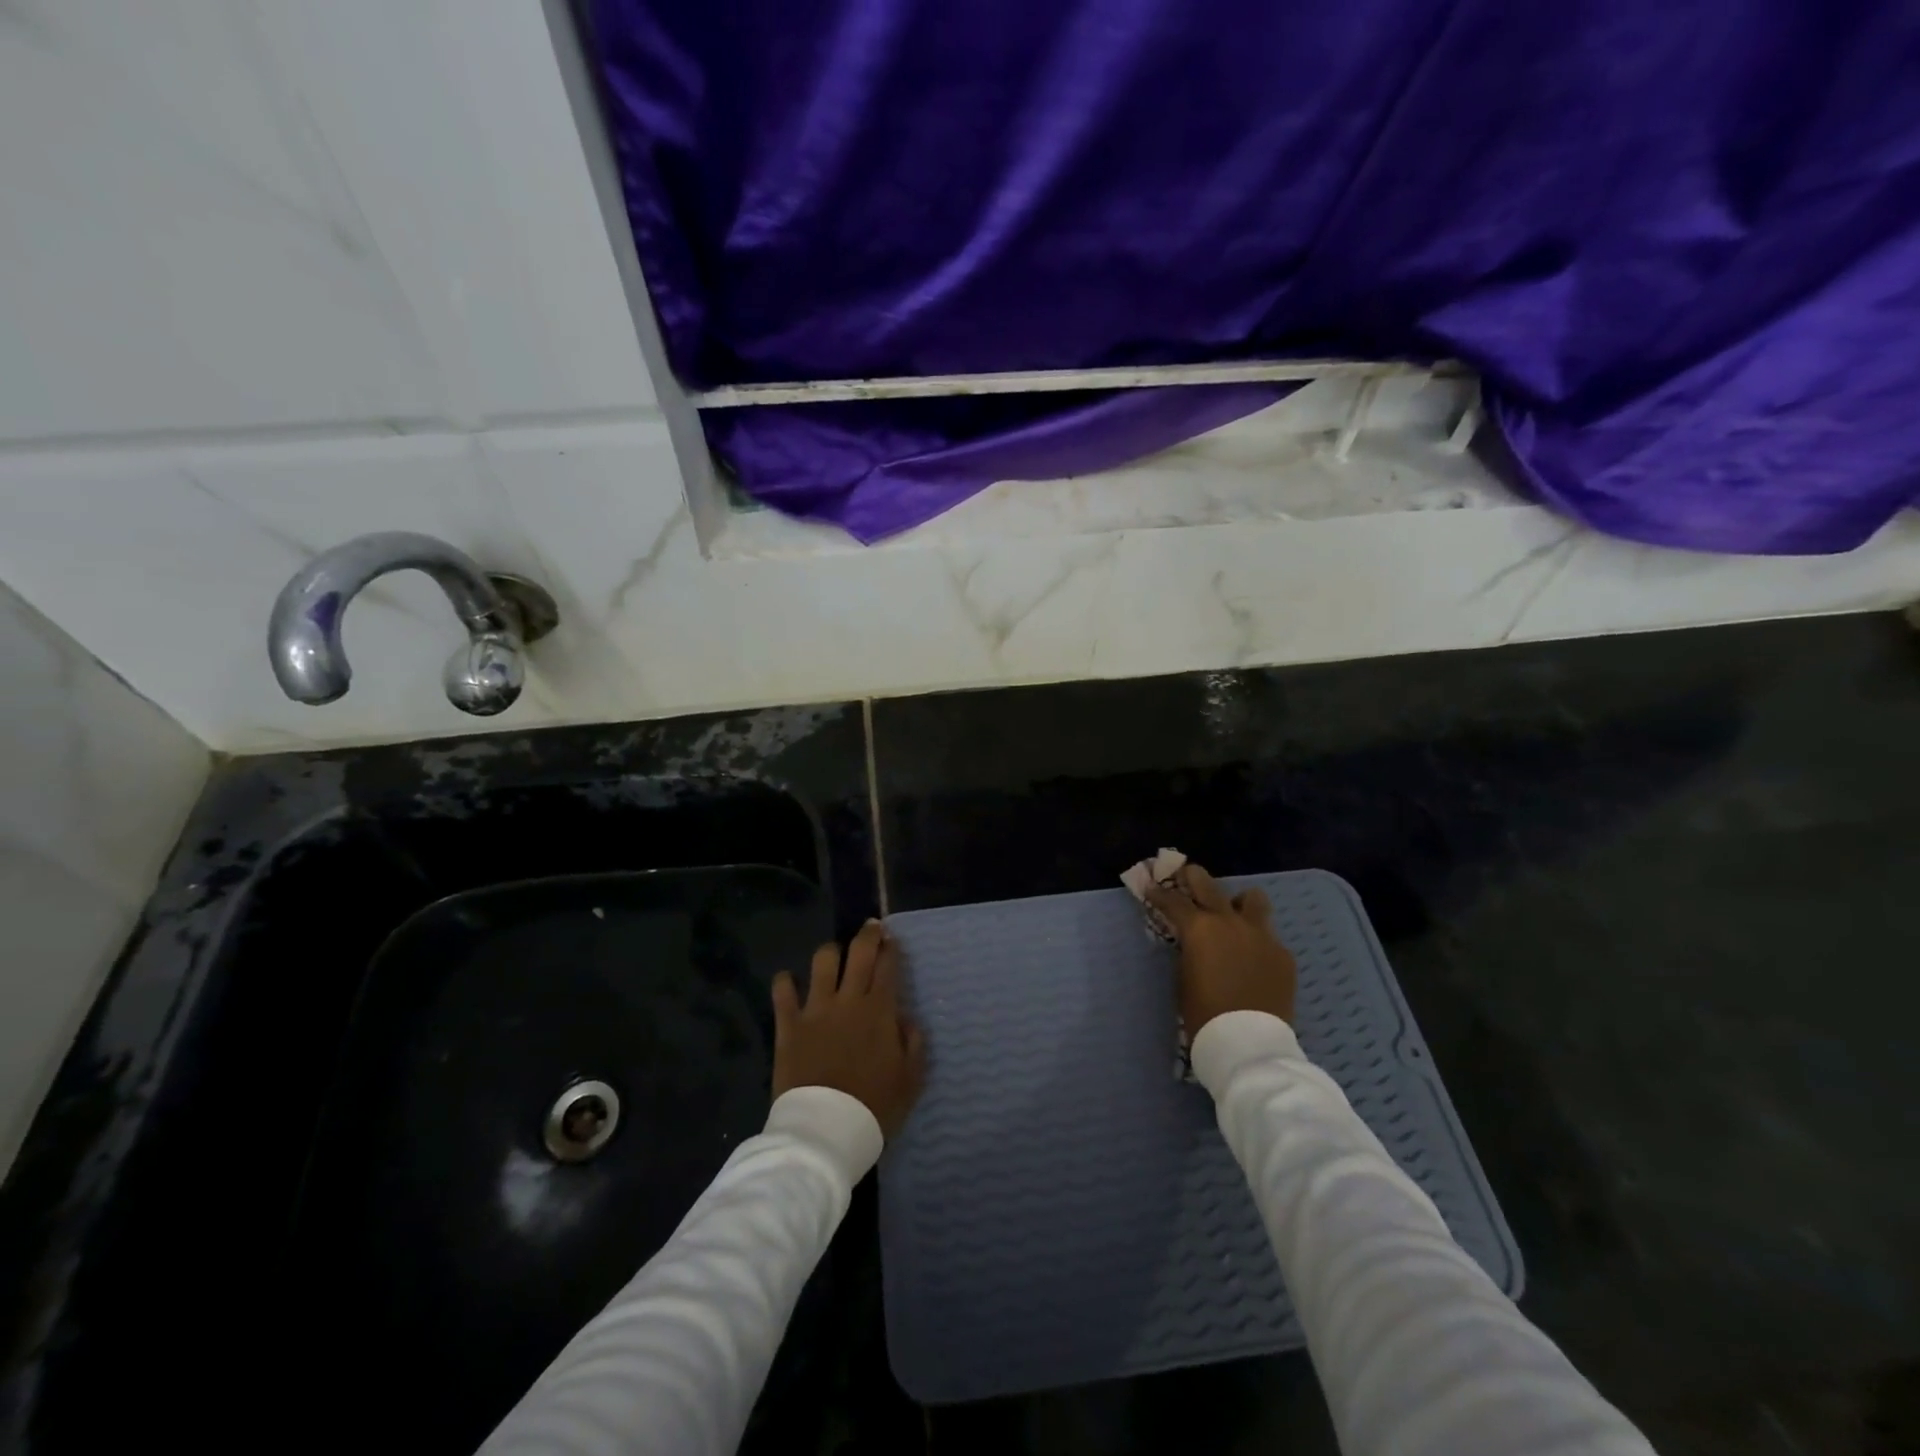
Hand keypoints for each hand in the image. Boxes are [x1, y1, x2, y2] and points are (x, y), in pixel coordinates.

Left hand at [772, 920, 926, 1139]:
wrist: (826, 1130)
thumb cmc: (874, 1106)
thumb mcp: (910, 1079)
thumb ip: (913, 1043)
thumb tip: (906, 1019)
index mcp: (880, 1010)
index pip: (888, 966)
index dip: (891, 948)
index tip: (892, 939)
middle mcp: (848, 1000)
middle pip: (859, 953)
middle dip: (868, 935)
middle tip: (871, 928)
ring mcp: (815, 1009)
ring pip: (822, 962)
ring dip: (830, 954)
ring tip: (833, 957)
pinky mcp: (788, 1025)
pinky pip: (783, 992)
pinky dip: (785, 982)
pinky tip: (788, 981)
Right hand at [1145, 863, 1296, 1034]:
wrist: (1248, 1042)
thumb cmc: (1204, 1014)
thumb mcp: (1184, 977)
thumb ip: (1189, 950)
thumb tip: (1193, 941)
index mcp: (1199, 928)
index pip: (1173, 901)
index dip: (1159, 893)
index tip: (1151, 888)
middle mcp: (1230, 922)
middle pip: (1209, 884)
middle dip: (1193, 877)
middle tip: (1185, 876)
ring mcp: (1261, 935)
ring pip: (1252, 899)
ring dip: (1238, 902)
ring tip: (1233, 915)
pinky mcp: (1283, 954)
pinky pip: (1267, 936)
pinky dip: (1256, 941)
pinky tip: (1253, 961)